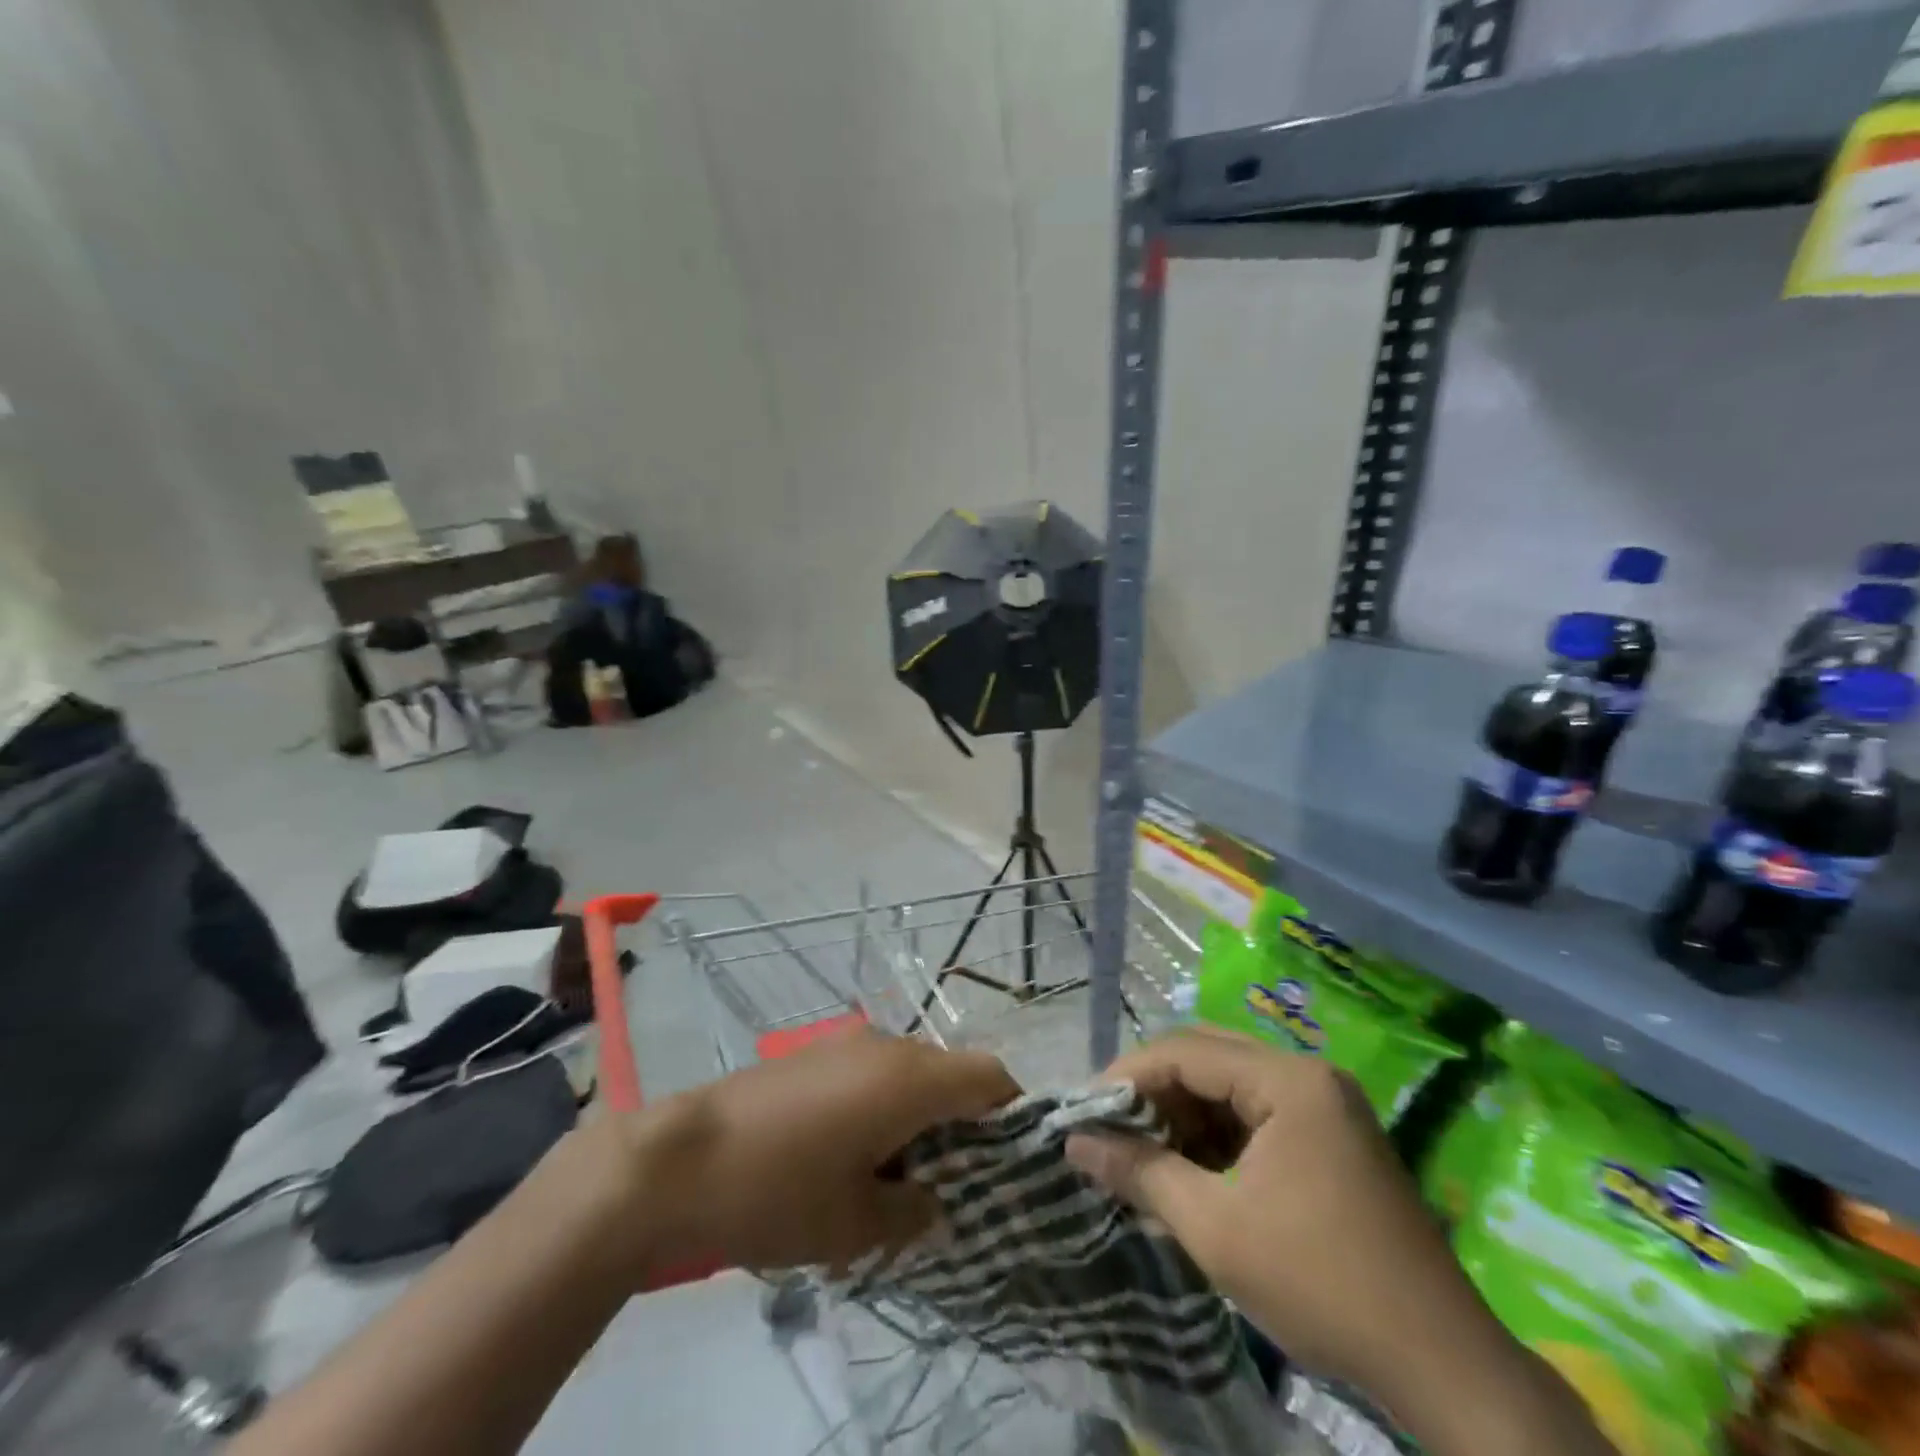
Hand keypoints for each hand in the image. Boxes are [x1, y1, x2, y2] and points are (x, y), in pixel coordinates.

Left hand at [609, 1028, 1019, 1276]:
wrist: (677, 1160)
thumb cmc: (778, 1192)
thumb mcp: (854, 1225)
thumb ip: (913, 1214)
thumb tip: (935, 1203)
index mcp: (911, 1079)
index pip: (990, 1075)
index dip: (1010, 1114)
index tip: (1006, 1163)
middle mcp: (887, 1045)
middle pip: (951, 1072)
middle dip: (962, 1123)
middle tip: (950, 1184)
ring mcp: (846, 1043)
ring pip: (910, 1071)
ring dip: (919, 1114)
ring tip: (896, 1175)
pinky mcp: (814, 1053)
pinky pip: (872, 1071)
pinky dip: (883, 1104)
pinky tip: (850, 1152)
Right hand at [1065, 1026, 1466, 1397]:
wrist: (1441, 1366)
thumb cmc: (1320, 1283)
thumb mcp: (1215, 1228)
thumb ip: (1141, 1172)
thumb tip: (1076, 1142)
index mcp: (1288, 1080)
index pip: (1187, 1051)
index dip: (1128, 1076)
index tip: (1085, 1111)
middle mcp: (1308, 1075)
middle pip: (1209, 1058)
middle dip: (1154, 1091)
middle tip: (1109, 1127)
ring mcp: (1324, 1106)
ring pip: (1230, 1087)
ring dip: (1183, 1114)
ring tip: (1141, 1151)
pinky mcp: (1330, 1138)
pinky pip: (1256, 1115)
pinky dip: (1215, 1136)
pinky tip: (1188, 1168)